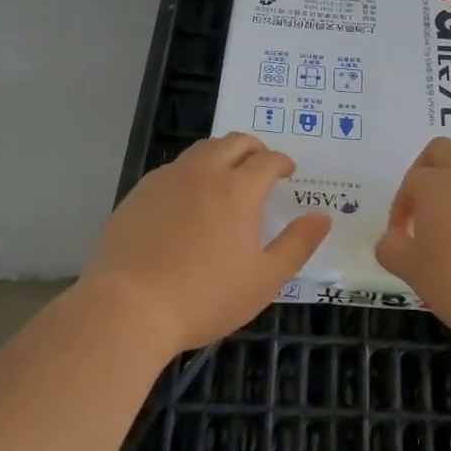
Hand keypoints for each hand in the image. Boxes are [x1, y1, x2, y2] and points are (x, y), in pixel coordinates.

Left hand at [83, 133, 331, 352]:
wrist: (129, 307)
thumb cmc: (205, 296)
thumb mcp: (264, 279)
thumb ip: (297, 244)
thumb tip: (322, 216)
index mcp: (239, 188)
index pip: (268, 159)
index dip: (282, 162)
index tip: (288, 171)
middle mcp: (204, 171)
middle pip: (234, 142)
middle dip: (254, 148)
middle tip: (261, 165)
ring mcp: (168, 178)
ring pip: (201, 150)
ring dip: (221, 154)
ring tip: (226, 176)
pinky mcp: (139, 192)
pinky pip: (173, 169)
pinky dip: (190, 172)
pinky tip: (187, 199)